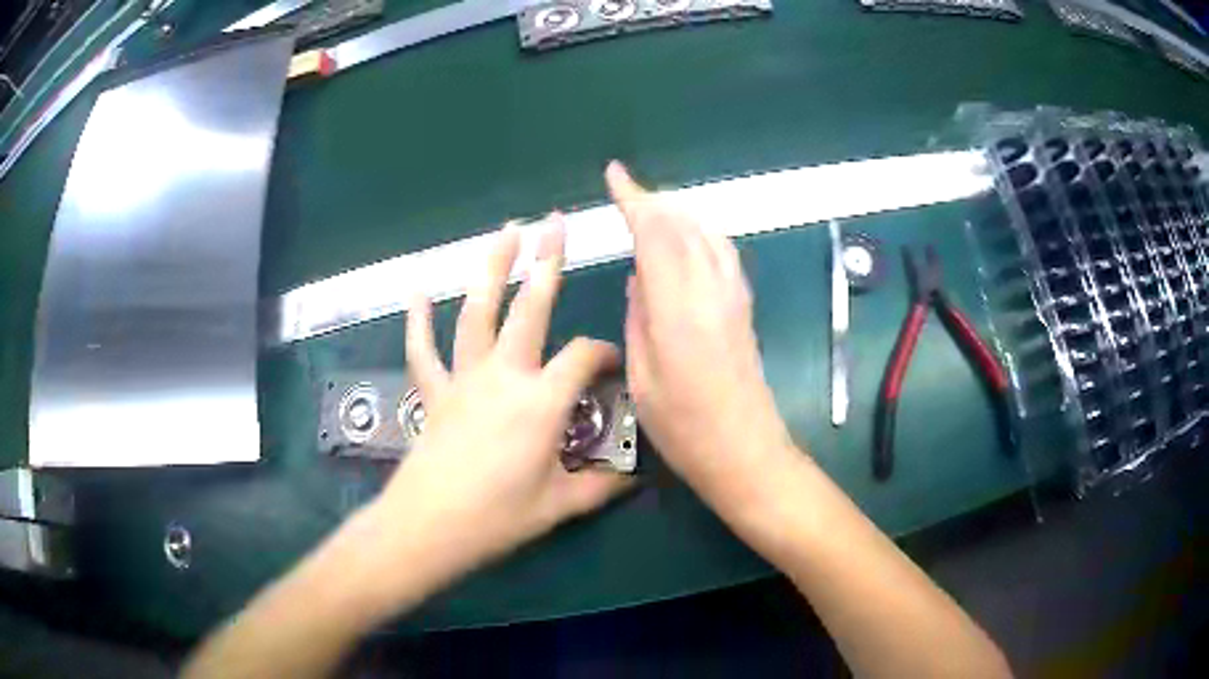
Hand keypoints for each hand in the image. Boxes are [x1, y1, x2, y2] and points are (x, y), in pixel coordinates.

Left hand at [376, 216, 630, 582]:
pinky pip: (423, 349)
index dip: (604, 354)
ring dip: (491, 268)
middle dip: (546, 261)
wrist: (430, 526)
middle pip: (529, 307)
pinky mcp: (434, 392)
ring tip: (505, 231)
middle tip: (556, 222)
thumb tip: (638, 478)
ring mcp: (464, 378)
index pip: (583, 357)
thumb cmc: (498, 517)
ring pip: (477, 312)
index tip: (613, 366)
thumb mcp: (559, 505)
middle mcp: (504, 375)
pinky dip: (418, 319)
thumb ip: (602, 486)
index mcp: (541, 401)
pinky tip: (417, 289)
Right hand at [606, 162, 795, 498]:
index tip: (615, 176)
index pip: (657, 235)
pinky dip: (701, 234)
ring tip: (653, 210)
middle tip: (626, 193)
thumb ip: (640, 319)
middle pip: (685, 226)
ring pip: (708, 235)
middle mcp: (711, 292)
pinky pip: (722, 253)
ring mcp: (734, 298)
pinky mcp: (744, 309)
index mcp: (678, 310)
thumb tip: (640, 277)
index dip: (634, 200)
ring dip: (680, 214)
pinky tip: (688, 241)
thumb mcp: (643, 378)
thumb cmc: (685, 429)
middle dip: (655, 202)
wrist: (746, 453)